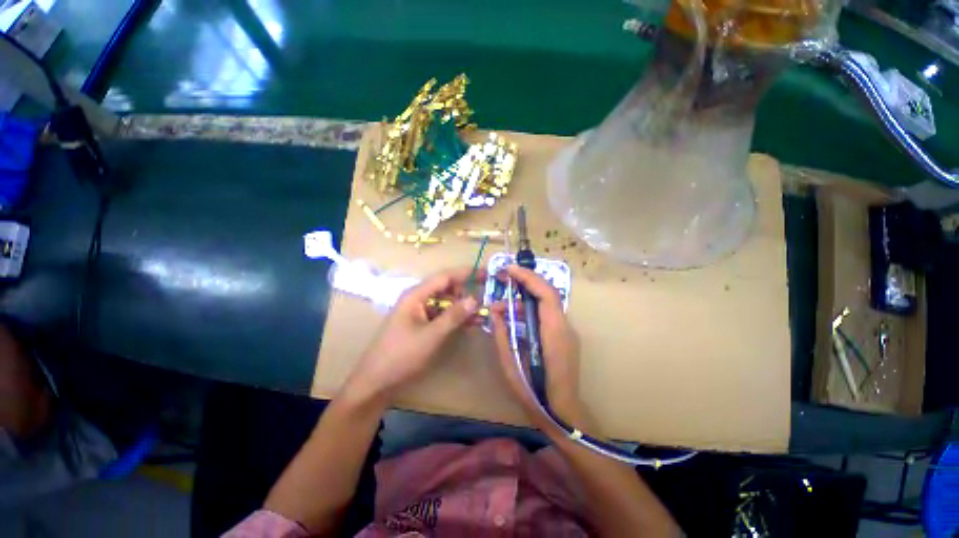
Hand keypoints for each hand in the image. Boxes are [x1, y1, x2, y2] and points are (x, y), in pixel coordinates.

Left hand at [344, 267, 480, 403]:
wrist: (376, 381)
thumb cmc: (401, 355)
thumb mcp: (431, 335)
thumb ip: (454, 316)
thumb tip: (475, 298)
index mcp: (415, 295)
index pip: (445, 276)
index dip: (466, 273)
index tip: (486, 273)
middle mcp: (417, 299)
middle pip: (446, 288)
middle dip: (466, 292)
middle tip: (485, 299)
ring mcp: (418, 311)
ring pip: (445, 302)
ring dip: (462, 307)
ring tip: (482, 314)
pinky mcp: (421, 324)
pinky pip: (441, 314)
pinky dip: (455, 317)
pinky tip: (470, 323)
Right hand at [489, 265, 582, 429]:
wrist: (562, 414)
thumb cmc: (534, 392)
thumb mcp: (510, 363)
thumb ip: (501, 333)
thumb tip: (495, 310)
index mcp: (554, 332)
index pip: (546, 293)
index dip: (528, 277)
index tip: (508, 270)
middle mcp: (565, 326)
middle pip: (547, 293)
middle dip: (525, 281)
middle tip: (503, 278)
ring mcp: (567, 331)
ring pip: (546, 303)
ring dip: (525, 299)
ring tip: (502, 306)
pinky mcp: (565, 337)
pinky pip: (547, 315)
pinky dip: (531, 310)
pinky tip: (515, 318)